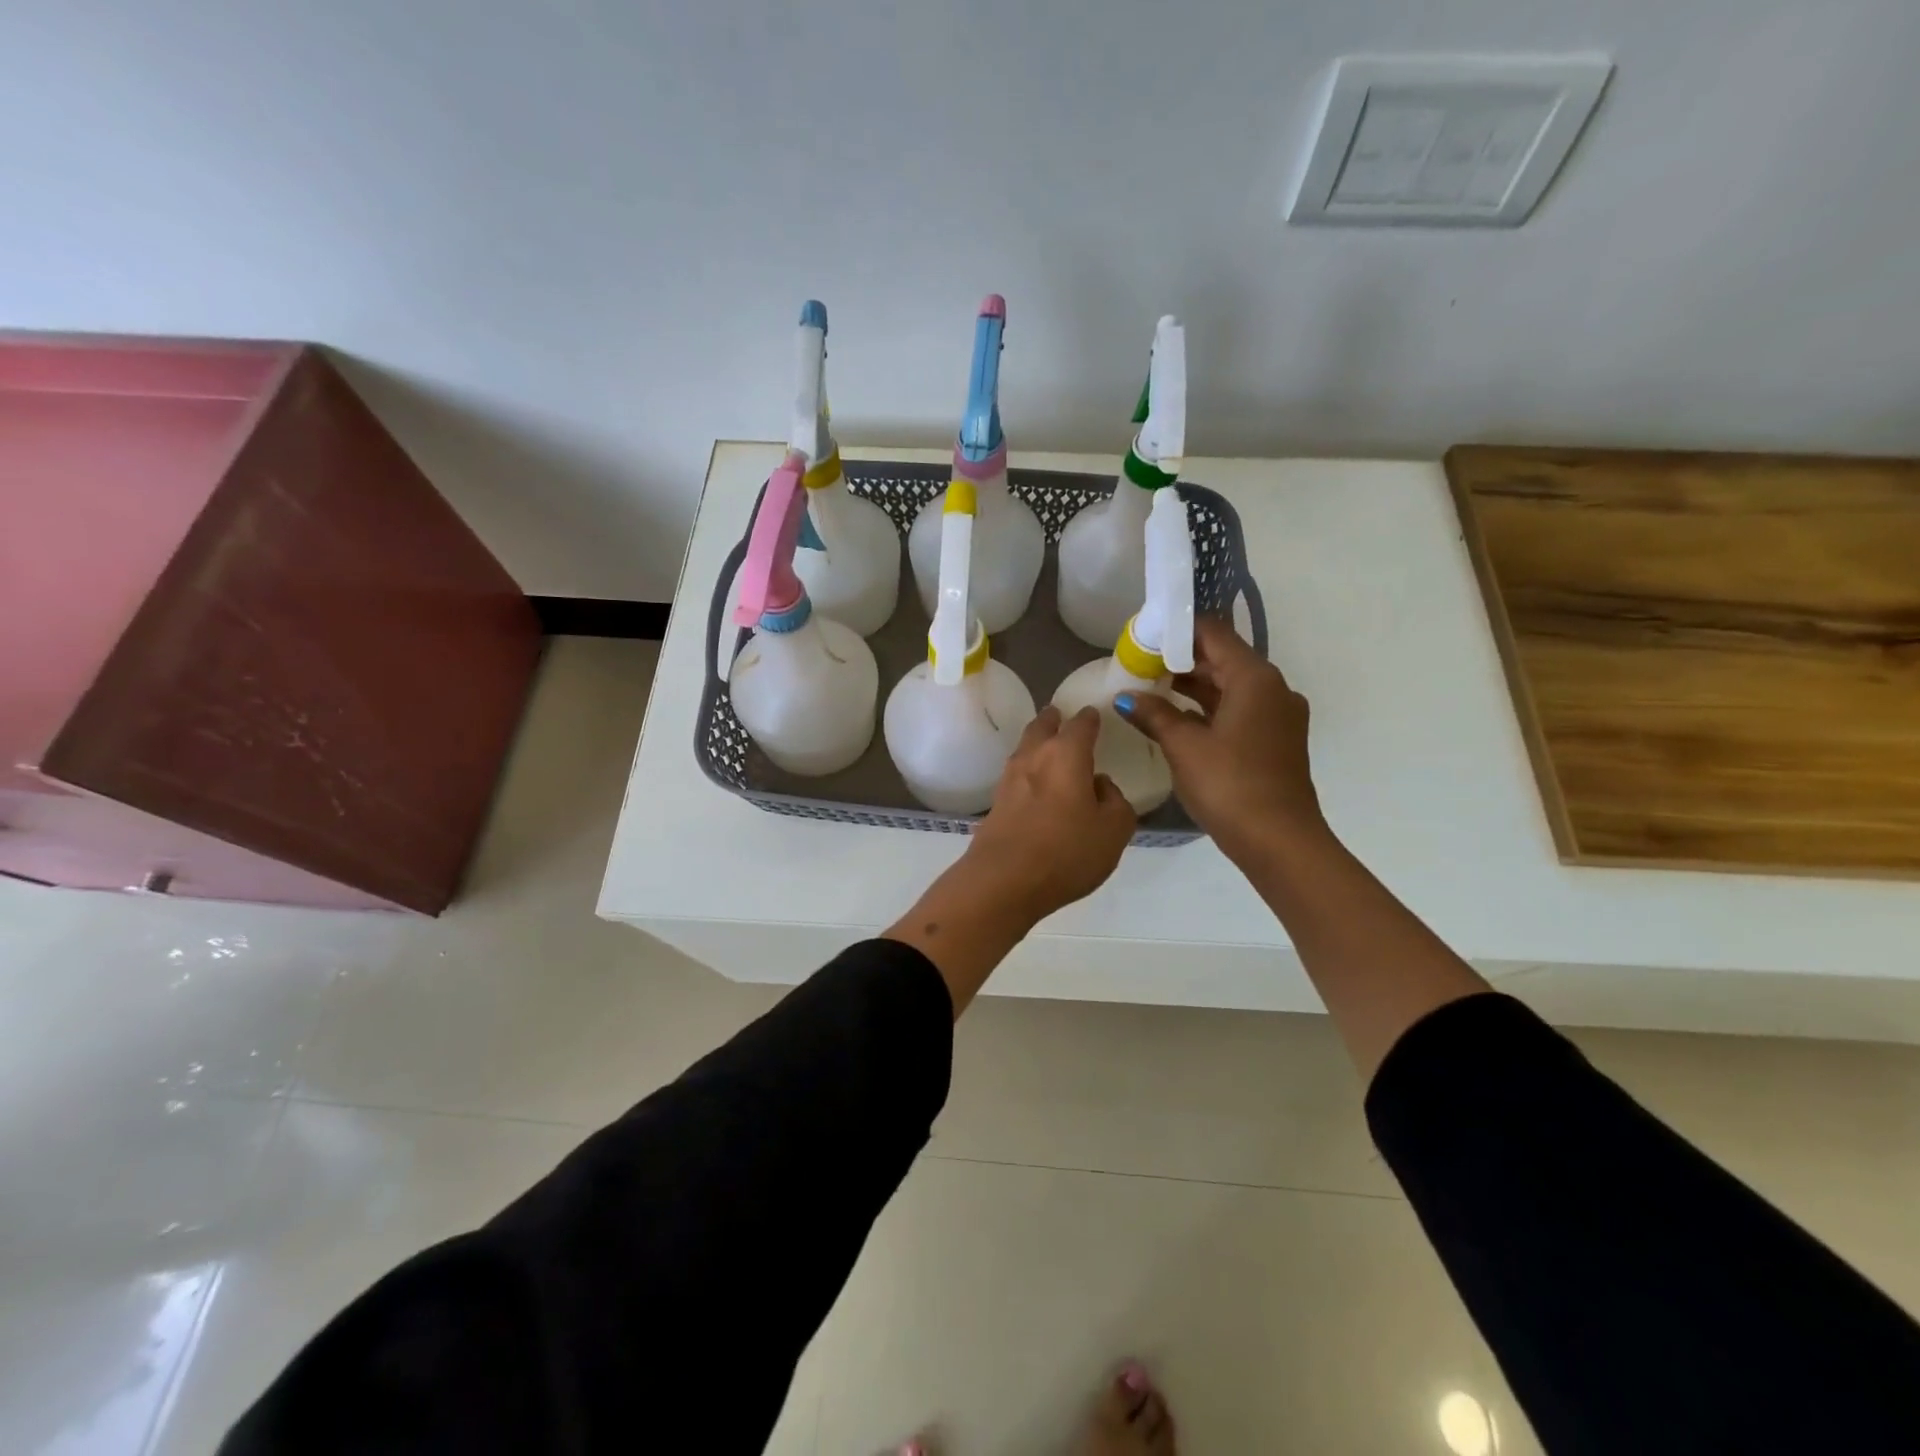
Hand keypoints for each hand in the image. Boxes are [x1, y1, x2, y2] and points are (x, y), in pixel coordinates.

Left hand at [965, 705, 1137, 922]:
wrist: (1003, 881)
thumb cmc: (1066, 852)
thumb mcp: (1114, 830)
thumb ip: (1115, 801)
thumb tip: (1099, 785)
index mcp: (1066, 754)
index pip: (1081, 723)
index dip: (1091, 717)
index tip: (1096, 714)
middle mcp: (1035, 756)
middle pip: (1043, 726)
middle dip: (1055, 719)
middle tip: (1063, 717)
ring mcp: (1010, 778)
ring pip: (1026, 748)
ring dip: (1038, 741)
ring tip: (1050, 746)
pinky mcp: (996, 802)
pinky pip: (1017, 774)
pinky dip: (1029, 770)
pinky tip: (1037, 783)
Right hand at [1116, 617, 1325, 864]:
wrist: (1279, 840)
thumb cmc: (1230, 785)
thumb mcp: (1184, 746)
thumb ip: (1154, 714)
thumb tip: (1126, 696)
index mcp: (1255, 678)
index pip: (1213, 633)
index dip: (1177, 631)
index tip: (1143, 637)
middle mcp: (1272, 688)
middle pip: (1222, 658)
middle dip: (1180, 660)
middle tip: (1139, 664)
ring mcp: (1277, 715)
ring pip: (1229, 686)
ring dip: (1192, 686)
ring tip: (1149, 689)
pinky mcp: (1274, 740)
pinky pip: (1237, 709)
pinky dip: (1208, 708)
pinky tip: (1176, 719)